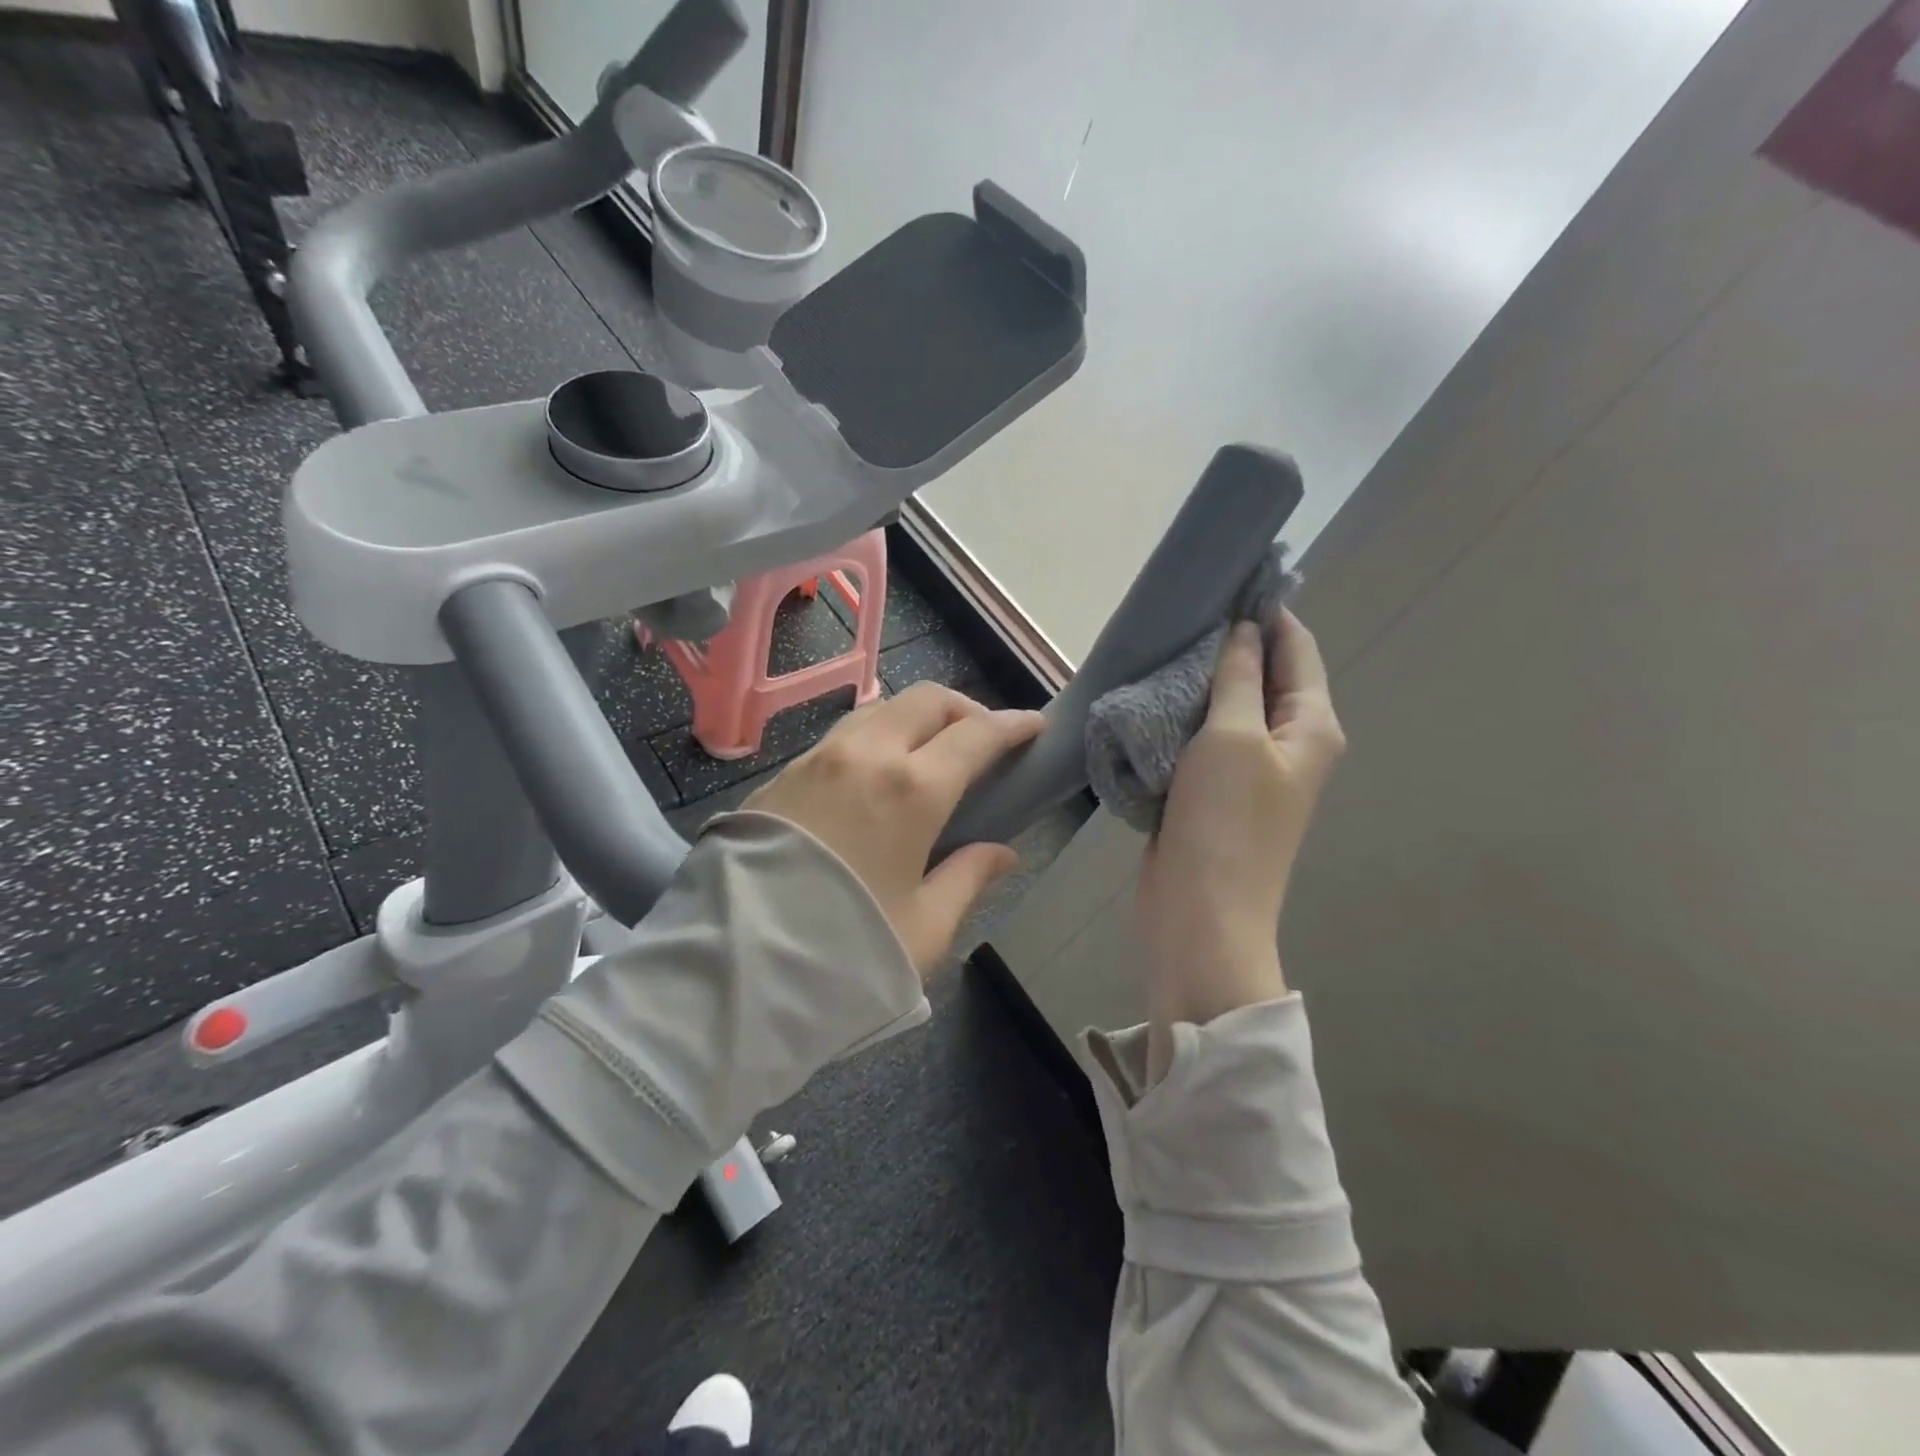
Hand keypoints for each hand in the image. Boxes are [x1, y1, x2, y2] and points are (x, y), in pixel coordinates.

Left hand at [746, 683, 1044, 972]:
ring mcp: (818, 758)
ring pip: (881, 710)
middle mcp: (866, 755)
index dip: (1012, 725)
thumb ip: (968, 878)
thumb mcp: (924, 926)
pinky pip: (844, 734)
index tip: (1033, 725)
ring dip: (917, 718)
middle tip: (981, 739)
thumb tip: (1002, 853)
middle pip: (927, 700)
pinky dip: (876, 737)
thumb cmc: (844, 951)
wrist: (732, 967)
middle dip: (964, 708)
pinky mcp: (783, 773)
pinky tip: (876, 775)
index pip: (977, 735)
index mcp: (913, 789)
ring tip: (930, 754)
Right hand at [1136, 610, 1345, 1079]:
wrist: (1201, 914)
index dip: (1267, 610)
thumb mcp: (1232, 738)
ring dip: (1199, 679)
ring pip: (1227, 705)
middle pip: (1263, 674)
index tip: (1227, 575)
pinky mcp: (1213, 789)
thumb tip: (1244, 630)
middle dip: (1228, 642)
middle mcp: (1287, 742)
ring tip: (1161, 642)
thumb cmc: (1225, 823)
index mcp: (1310, 725)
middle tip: (1181, 609)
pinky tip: (1151, 694)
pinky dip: (1181, 714)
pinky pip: (1201, 736)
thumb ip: (1239, 679)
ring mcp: (1249, 768)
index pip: (1297, 647)